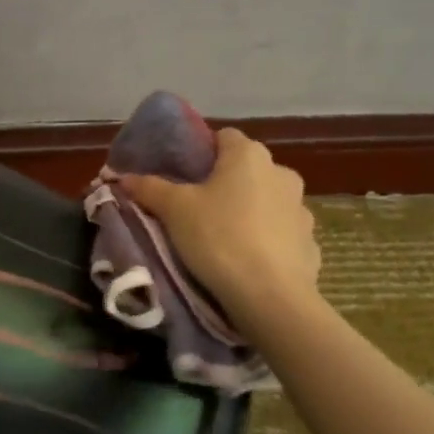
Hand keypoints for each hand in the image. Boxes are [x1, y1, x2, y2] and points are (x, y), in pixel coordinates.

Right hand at [120, 127, 320, 335]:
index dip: (201, 152)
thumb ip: (149, 188)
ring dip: (248, 211)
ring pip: (266, 201)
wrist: (270, 297)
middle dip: (225, 184)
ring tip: (222, 238)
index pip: (223, 137)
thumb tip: (123, 176)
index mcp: (249, 155)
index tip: (183, 176)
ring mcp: (301, 209)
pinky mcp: (310, 242)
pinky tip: (248, 261)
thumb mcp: (174, 210)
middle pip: (246, 169)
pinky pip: (281, 233)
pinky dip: (266, 240)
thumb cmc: (218, 238)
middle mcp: (281, 173)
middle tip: (196, 208)